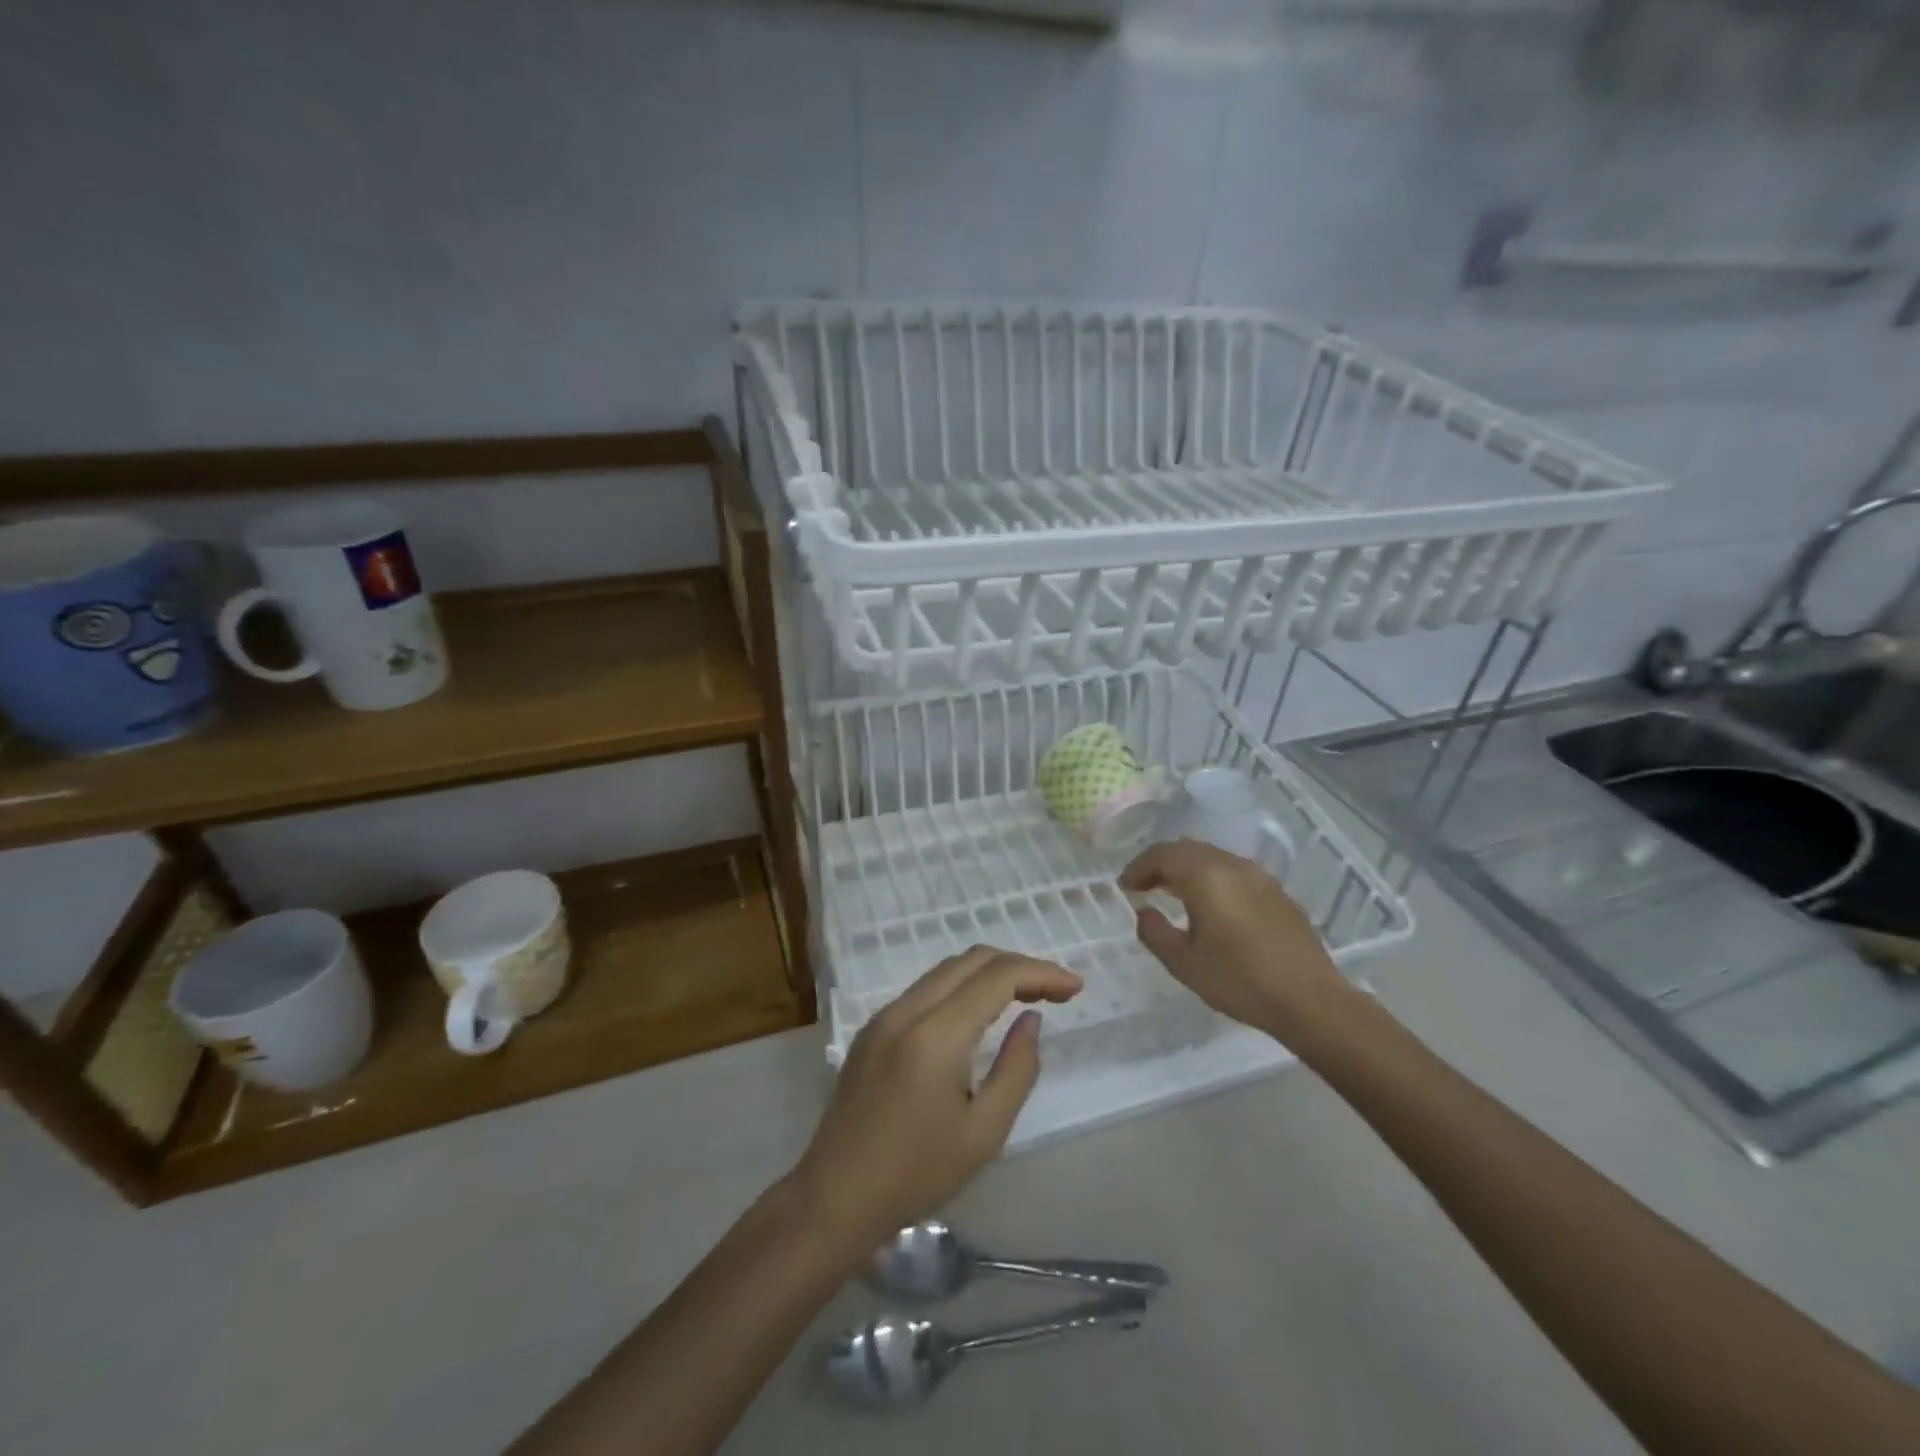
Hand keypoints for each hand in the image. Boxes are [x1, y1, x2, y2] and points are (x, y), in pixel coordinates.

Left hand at [788, 946, 1081, 1257]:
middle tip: (1055, 991)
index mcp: (935, 1034)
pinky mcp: (873, 1028)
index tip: (1075, 988)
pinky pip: (926, 988)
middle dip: (1018, 965)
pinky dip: (962, 987)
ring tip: (1025, 996)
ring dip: (989, 973)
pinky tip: (980, 1012)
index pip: (996, 977)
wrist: (835, 1196)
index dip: (1041, 973)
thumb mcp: (983, 1133)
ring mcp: (884, 1015)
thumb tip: (1031, 1020)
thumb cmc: (916, 1173)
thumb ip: (1016, 1070)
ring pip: (946, 970)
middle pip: (971, 960)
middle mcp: (906, 1010)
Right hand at [1121, 838, 1360, 1051]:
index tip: (1125, 888)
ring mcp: (1259, 877)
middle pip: (1187, 849)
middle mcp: (1232, 866)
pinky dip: (1213, 879)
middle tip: (1144, 887)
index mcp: (1205, 876)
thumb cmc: (1240, 980)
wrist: (1310, 1000)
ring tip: (1174, 895)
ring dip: (1188, 870)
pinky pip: (1234, 873)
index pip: (1162, 855)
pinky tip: (1213, 907)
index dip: (1138, 868)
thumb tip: (1144, 913)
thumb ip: (1155, 932)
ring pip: (1213, 858)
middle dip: (1161, 864)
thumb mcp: (1184, 963)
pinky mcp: (1278, 893)